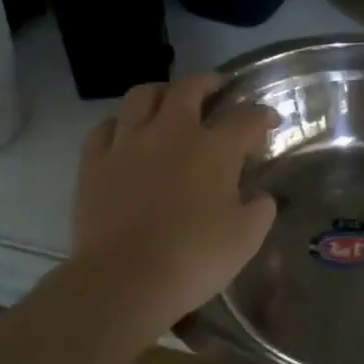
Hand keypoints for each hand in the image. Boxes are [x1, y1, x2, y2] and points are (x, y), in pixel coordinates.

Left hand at [70, 76, 276, 358]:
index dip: (262, 115)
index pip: (246, 118)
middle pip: (191, 89)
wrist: (124, 280)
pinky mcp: (94, 163)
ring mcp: (129, 144)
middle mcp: (173, 133)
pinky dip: (120, 123)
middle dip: (209, 83)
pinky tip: (126, 133)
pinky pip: (105, 127)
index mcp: (216, 148)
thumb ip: (260, 210)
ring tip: (169, 101)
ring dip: (161, 93)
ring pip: (143, 96)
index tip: (269, 120)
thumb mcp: (247, 238)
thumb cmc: (195, 257)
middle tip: (218, 87)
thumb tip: (260, 198)